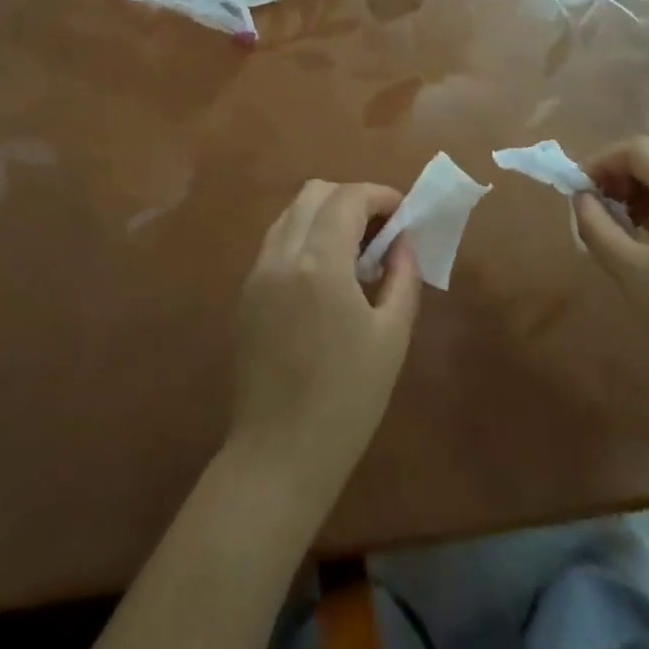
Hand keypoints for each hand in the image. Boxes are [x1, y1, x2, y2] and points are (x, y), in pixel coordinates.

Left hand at [228, 181, 420, 511]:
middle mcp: (280, 255)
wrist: (278, 455)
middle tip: (380, 231)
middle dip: (351, 199)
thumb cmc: (347, 400)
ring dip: (324, 216)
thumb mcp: (392, 337)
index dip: (381, 196)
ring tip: (353, 253)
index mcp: (319, 262)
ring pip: (290, 215)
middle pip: (313, 193)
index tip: (404, 213)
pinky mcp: (244, 295)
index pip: (348, 198)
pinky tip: (324, 278)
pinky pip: (275, 244)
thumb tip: (402, 242)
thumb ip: (402, 276)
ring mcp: (256, 273)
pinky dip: (303, 239)